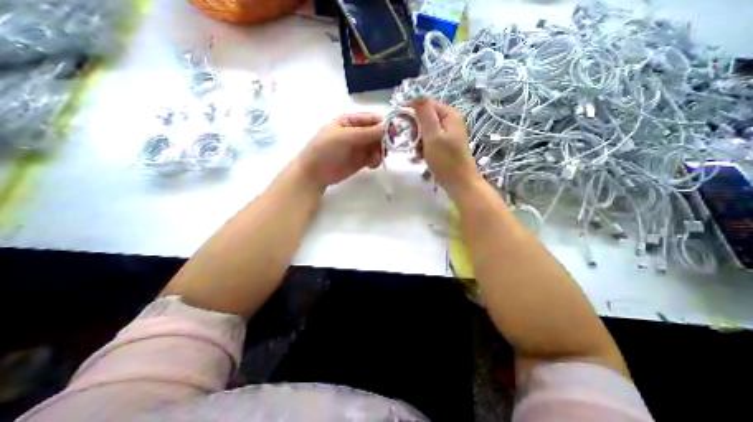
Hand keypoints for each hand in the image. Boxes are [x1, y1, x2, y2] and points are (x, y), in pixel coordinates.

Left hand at [298, 114, 384, 188]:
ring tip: (375, 159)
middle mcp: (357, 132)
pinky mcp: (361, 160)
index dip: (384, 124)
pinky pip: (374, 157)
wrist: (315, 173)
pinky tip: (371, 165)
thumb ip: (367, 133)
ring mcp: (359, 147)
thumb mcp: (346, 137)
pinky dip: (376, 160)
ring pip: (378, 146)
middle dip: (384, 139)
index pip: (372, 119)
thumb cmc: (326, 149)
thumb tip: (389, 127)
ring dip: (380, 151)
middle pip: (377, 133)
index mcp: (350, 121)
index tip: (395, 132)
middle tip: (387, 148)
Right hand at [414, 98, 478, 195]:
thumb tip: (416, 94)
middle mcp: (449, 121)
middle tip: (413, 142)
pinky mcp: (444, 145)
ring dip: (418, 140)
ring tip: (419, 152)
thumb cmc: (446, 160)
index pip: (426, 103)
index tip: (399, 120)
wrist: (458, 183)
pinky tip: (422, 156)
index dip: (412, 109)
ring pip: (425, 130)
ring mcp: (447, 134)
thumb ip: (425, 115)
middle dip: (416, 129)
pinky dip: (423, 147)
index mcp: (449, 115)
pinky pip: (429, 140)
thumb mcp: (433, 136)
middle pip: (425, 117)